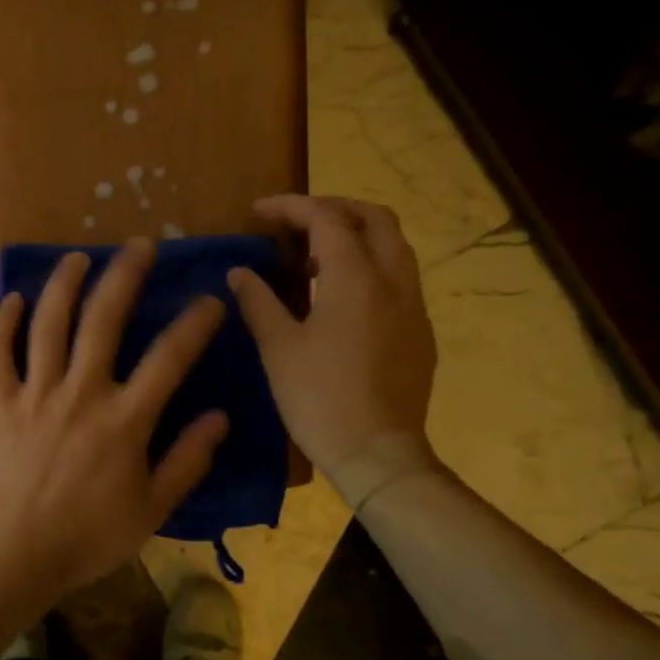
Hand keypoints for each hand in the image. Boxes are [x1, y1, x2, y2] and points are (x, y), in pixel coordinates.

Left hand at [0, 239, 229, 598]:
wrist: (17, 556)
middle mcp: (80, 394)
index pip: (169, 358)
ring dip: (64, 284)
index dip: (193, 323)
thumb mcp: (152, 509)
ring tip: (78, 257)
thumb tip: (219, 416)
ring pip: (48, 324)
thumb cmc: (90, 537)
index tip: (209, 300)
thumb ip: (187, 460)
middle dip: (125, 276)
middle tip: (139, 245)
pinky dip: (2, 323)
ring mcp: (35, 395)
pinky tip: (13, 299)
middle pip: (104, 320)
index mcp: (124, 420)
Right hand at [227, 196, 442, 507]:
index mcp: (355, 278)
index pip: (326, 219)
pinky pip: (399, 278)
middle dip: (333, 209)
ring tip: (314, 259)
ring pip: (393, 247)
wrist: (378, 453)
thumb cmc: (320, 398)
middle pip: (374, 218)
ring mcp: (413, 306)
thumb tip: (239, 272)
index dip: (291, 207)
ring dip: (355, 236)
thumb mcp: (278, 348)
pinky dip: (370, 266)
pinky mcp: (420, 332)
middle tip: (296, 223)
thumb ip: (258, 301)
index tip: (258, 212)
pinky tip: (340, 298)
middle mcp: (393, 281)